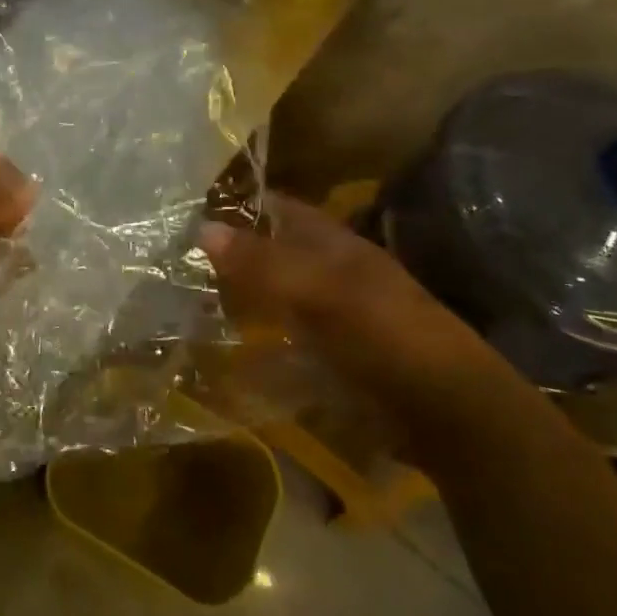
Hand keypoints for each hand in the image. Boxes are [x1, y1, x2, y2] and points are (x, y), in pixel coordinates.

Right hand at [198, 196, 518, 460]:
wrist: (445, 410)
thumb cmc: (384, 333)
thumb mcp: (321, 290)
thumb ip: (262, 261)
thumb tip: (201, 228)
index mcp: (330, 242)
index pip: (273, 208)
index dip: (234, 205)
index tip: (182, 212)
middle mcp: (326, 270)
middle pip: (268, 252)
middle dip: (226, 255)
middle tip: (171, 262)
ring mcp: (327, 315)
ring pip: (270, 295)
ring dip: (235, 298)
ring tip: (183, 304)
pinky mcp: (327, 357)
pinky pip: (279, 340)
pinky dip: (251, 341)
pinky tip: (220, 351)